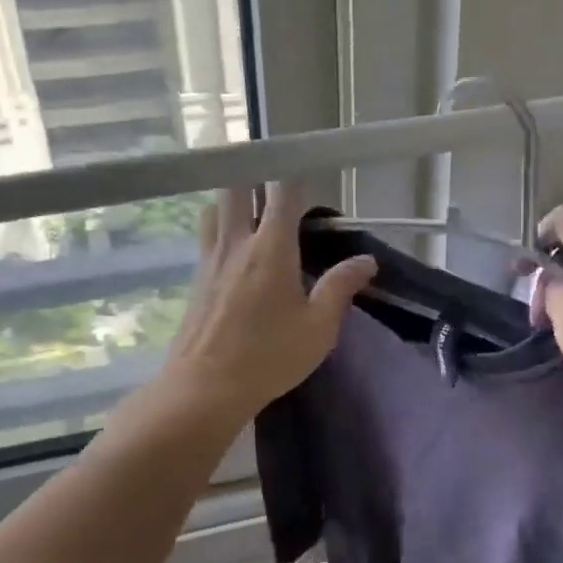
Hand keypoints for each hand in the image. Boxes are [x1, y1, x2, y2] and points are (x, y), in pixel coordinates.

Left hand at [161, 182, 375, 421]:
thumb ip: (341, 287)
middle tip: (276, 186)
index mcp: (271, 246)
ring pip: (215, 207)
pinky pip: (206, 235)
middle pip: (236, 186)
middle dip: (255, 175)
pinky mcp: (195, 277)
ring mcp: (210, 257)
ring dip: (232, 200)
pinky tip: (235, 250)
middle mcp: (236, 241)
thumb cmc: (268, 356)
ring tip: (252, 212)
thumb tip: (366, 259)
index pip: (282, 191)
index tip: (309, 175)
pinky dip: (220, 226)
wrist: (204, 387)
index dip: (295, 176)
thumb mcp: (318, 327)